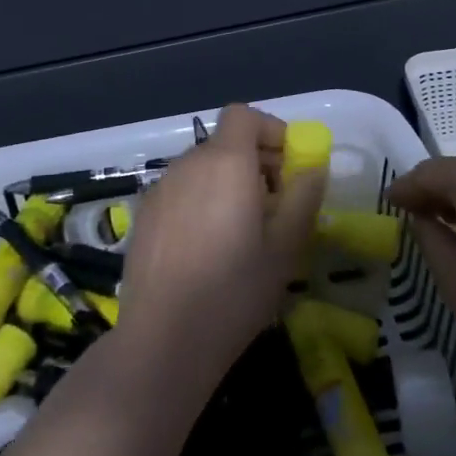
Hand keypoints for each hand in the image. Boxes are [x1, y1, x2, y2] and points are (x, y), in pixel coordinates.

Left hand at [116, 104, 325, 397]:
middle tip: (275, 205)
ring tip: (242, 231)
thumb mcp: (284, 248)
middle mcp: (188, 164)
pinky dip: (200, 202)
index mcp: (225, 163)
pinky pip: (180, 192)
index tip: (289, 165)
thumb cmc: (234, 291)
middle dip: (254, 162)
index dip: (269, 130)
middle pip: (224, 143)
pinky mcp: (142, 216)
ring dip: (226, 183)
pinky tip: (206, 248)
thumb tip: (313, 169)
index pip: (243, 115)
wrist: (163, 339)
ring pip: (201, 169)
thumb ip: (303, 198)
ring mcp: (159, 189)